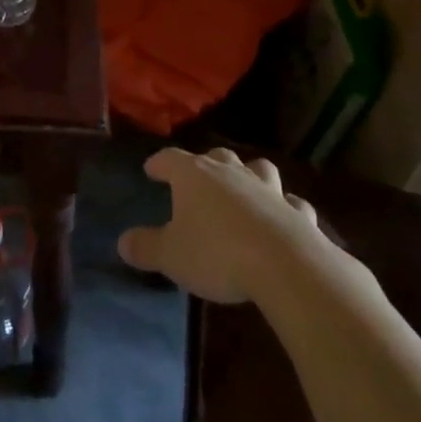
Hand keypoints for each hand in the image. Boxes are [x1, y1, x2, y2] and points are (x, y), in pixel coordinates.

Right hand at [118, 147, 327, 303]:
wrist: (285, 265)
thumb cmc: (217, 253)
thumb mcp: (170, 255)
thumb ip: (145, 247)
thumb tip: (123, 242)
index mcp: (195, 176)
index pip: (170, 158)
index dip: (159, 163)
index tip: (151, 170)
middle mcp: (231, 173)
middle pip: (217, 156)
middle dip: (207, 163)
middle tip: (199, 177)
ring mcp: (268, 189)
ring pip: (258, 169)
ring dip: (250, 174)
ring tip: (245, 185)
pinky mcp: (297, 212)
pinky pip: (290, 203)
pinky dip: (285, 207)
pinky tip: (284, 216)